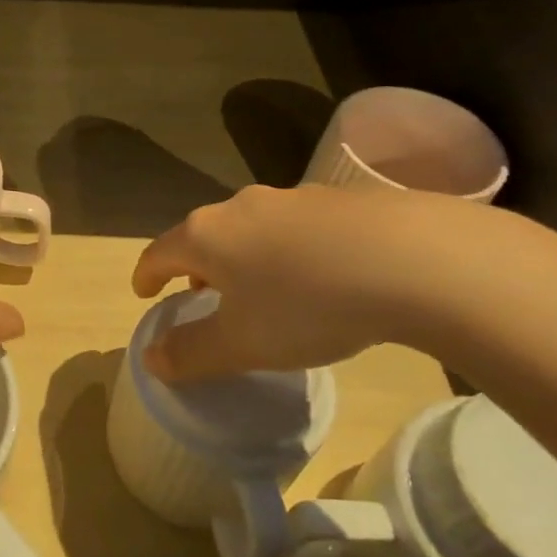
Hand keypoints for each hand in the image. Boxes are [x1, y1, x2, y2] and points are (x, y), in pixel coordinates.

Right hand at [131, 185, 425, 381]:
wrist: (412, 259)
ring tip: (260, 287)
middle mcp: (240, 207)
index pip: (158, 253)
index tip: (144, 293)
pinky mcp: (338, 200)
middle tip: (202, 293)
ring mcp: (290, 198)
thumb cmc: (305, 305)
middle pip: (203, 235)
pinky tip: (317, 275)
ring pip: (249, 228)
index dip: (146, 276)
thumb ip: (190, 353)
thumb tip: (151, 359)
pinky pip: (295, 227)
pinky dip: (287, 250)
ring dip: (242, 256)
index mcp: (206, 236)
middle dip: (196, 265)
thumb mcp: (241, 344)